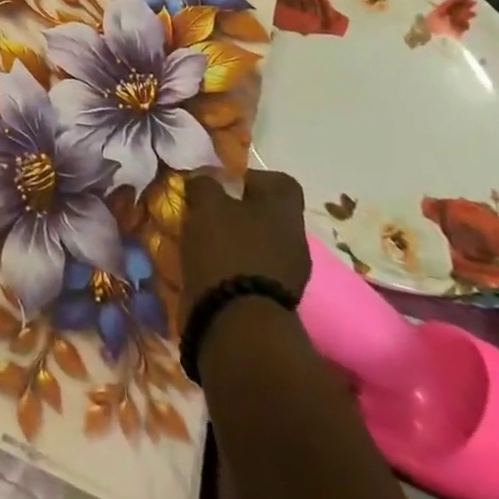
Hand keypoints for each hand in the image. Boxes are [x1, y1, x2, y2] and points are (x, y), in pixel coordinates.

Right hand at [181, 169, 310, 311]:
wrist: (237, 321)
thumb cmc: (225, 249)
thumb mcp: (206, 204)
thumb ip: (205, 184)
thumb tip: (205, 179)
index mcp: (284, 211)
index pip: (281, 182)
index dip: (253, 178)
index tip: (225, 184)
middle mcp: (295, 239)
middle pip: (268, 215)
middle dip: (239, 212)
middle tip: (208, 213)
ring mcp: (289, 273)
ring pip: (261, 243)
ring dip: (235, 241)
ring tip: (204, 243)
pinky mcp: (275, 299)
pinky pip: (254, 270)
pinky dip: (234, 266)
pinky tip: (210, 268)